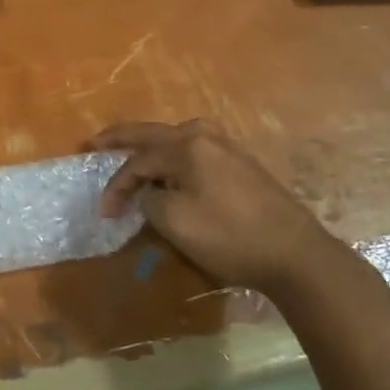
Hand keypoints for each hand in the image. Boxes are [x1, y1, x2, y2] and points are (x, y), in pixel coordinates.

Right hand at [90, 120, 342, 293]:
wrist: (296, 255)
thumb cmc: (229, 236)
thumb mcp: (174, 221)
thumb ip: (149, 199)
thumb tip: (150, 192)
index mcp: (186, 146)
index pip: (137, 161)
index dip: (116, 186)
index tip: (104, 213)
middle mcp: (205, 136)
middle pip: (152, 134)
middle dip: (120, 139)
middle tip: (93, 141)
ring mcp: (227, 148)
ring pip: (175, 140)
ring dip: (149, 148)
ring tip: (130, 156)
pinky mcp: (242, 165)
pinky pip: (194, 152)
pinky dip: (173, 157)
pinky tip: (169, 169)